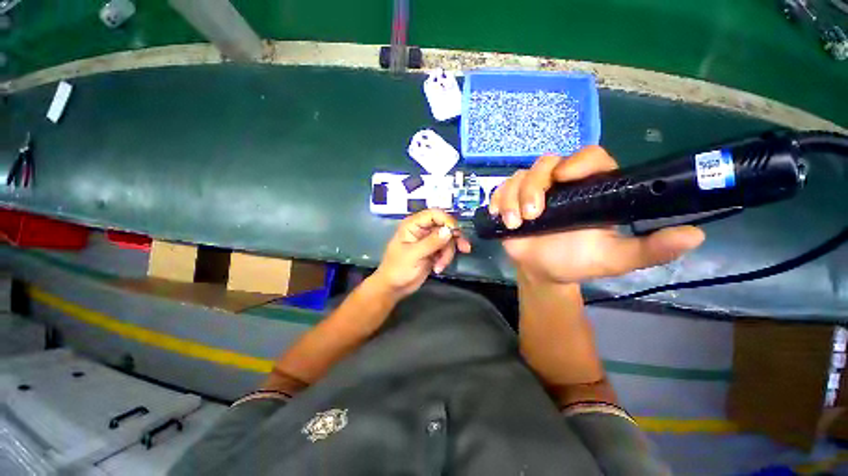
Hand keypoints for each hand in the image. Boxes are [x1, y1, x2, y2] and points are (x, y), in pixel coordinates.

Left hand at [372, 209, 471, 298]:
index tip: (456, 232)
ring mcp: (429, 241)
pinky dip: (446, 258)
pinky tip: (438, 268)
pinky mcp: (434, 251)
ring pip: (448, 240)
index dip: (447, 220)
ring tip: (440, 266)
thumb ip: (431, 242)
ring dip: (448, 253)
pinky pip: (447, 249)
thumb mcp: (413, 255)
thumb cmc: (397, 269)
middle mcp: (422, 230)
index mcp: (413, 225)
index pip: (434, 214)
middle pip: (445, 226)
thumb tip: (449, 230)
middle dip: (453, 239)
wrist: (394, 288)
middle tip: (464, 248)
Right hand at [489, 146, 704, 283]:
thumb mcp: (615, 258)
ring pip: (520, 176)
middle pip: (546, 163)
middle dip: (535, 186)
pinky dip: (498, 200)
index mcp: (591, 188)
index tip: (565, 178)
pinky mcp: (512, 200)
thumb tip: (695, 235)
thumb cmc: (578, 262)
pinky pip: (501, 189)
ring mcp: (533, 191)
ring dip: (513, 197)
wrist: (543, 271)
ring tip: (515, 223)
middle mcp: (561, 184)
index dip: (578, 162)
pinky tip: (500, 216)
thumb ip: (650, 248)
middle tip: (533, 214)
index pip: (590, 158)